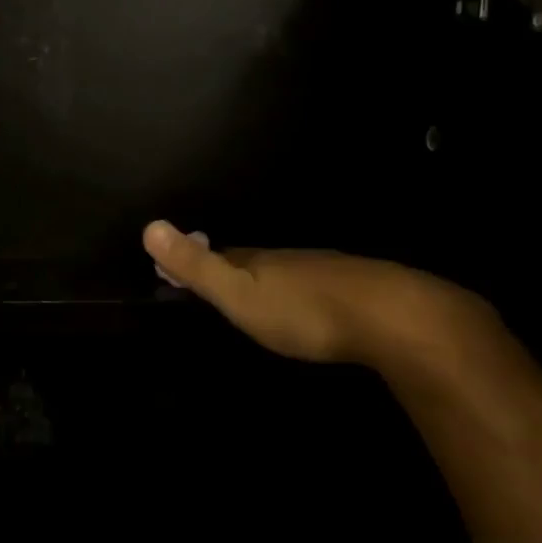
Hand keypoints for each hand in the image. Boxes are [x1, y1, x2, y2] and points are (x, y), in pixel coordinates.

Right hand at [141, 221, 495, 368]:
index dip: (198, 259)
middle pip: (254, 261)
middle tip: (217, 283)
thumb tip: (149, 225)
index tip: (180, 268)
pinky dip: (304, 293)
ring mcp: (327, 271)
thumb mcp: (239, 294)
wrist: (392, 317)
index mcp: (258, 260)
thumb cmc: (304, 310)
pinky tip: (310, 309)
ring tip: (260, 297)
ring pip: (289, 273)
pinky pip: (319, 287)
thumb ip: (197, 266)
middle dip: (234, 268)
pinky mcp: (358, 290)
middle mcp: (290, 259)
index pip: (220, 254)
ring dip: (271, 282)